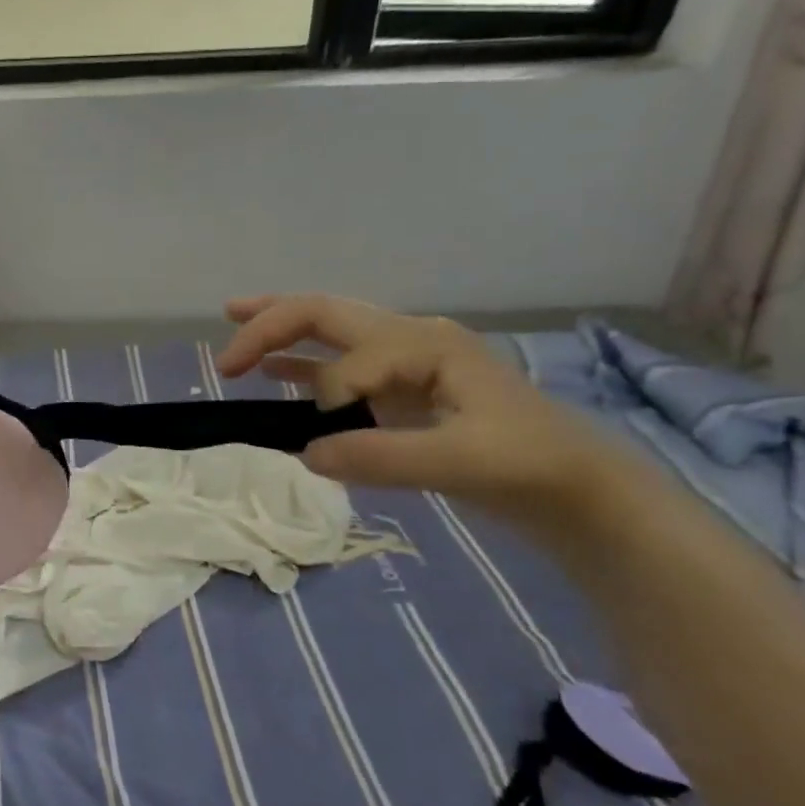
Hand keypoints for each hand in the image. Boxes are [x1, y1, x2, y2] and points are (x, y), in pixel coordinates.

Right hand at [217, 294, 622, 520]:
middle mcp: (409, 340)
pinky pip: (339, 367)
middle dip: (272, 325)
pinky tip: (272, 374)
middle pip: (327, 315)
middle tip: (226, 355)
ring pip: (330, 333)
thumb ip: (381, 457)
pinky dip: (302, 367)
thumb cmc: (527, 467)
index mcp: (424, 344)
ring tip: (233, 332)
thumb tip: (303, 452)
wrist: (578, 490)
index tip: (326, 436)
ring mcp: (404, 363)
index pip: (350, 355)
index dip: (326, 392)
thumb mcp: (459, 463)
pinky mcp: (400, 390)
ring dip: (281, 332)